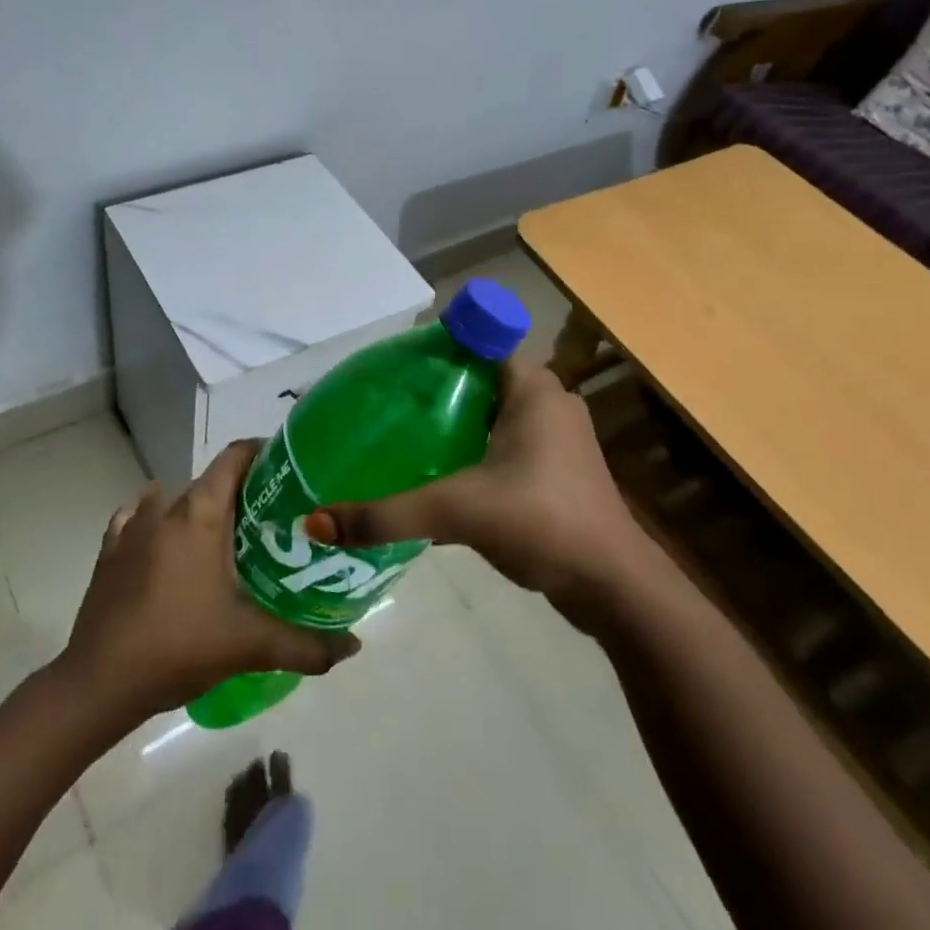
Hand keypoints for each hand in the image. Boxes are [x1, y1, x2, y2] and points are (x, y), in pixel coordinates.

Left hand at [61, 441, 359, 717]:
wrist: (97, 684)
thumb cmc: (178, 646)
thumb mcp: (249, 645)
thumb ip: (306, 645)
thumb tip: (354, 646)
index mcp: (200, 512)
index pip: (236, 456)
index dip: (264, 454)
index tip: (291, 472)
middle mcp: (165, 507)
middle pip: (211, 481)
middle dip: (243, 493)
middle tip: (274, 520)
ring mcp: (132, 527)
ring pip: (176, 500)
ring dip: (201, 510)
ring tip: (227, 538)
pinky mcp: (109, 551)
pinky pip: (139, 520)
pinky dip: (158, 524)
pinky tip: (169, 548)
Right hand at [311, 362, 642, 619]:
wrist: (613, 587)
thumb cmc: (542, 523)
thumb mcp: (458, 512)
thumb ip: (388, 515)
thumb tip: (317, 522)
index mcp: (533, 388)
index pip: (479, 341)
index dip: (436, 347)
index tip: (393, 367)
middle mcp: (549, 402)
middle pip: (480, 378)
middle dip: (437, 388)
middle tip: (387, 404)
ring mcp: (557, 438)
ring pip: (493, 413)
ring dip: (455, 421)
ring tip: (403, 434)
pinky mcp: (557, 470)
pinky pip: (505, 442)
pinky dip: (474, 448)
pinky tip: (440, 472)